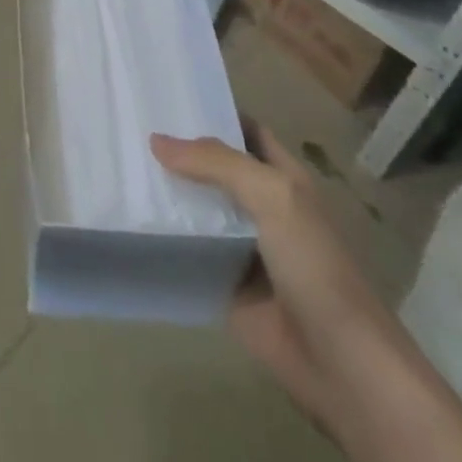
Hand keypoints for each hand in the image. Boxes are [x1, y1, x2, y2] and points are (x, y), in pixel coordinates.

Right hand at [152, 124, 409, 436]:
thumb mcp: (272, 196)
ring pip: (197, 208)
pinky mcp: (224, 283)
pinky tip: (128, 219)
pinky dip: (163, 237)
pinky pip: (188, 251)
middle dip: (177, 150)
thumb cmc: (315, 266)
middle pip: (213, 168)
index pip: (243, 130)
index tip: (165, 95)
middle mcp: (260, 206)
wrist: (341, 366)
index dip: (212, 111)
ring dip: (166, 193)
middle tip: (128, 126)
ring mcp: (242, 246)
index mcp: (282, 178)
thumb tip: (156, 141)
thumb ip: (216, 163)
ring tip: (119, 165)